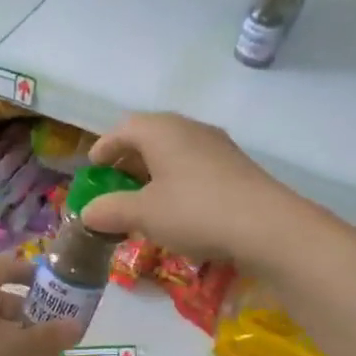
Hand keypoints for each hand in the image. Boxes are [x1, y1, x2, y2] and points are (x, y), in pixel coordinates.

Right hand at [82, 112, 299, 264]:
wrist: (268, 227)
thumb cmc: (195, 211)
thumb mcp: (144, 214)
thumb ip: (110, 210)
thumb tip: (87, 213)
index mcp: (161, 130)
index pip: (123, 129)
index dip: (104, 148)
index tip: (93, 168)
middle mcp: (189, 129)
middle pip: (149, 137)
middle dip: (128, 161)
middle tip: (115, 185)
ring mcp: (217, 146)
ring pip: (174, 152)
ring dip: (154, 172)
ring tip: (143, 200)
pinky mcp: (236, 168)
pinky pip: (195, 166)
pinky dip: (177, 181)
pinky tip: (177, 209)